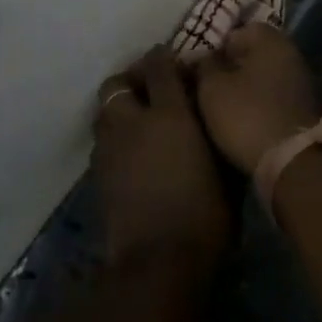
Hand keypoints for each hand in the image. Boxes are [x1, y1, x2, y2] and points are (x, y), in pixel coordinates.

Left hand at [92, 47, 231, 271]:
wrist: (157, 262)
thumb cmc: (205, 215)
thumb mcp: (225, 169)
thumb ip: (214, 132)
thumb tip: (211, 113)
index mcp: (169, 114)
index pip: (159, 67)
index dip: (165, 59)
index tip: (176, 63)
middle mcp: (132, 122)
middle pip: (118, 83)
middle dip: (132, 81)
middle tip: (151, 91)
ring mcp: (109, 148)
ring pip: (104, 111)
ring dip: (119, 109)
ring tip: (139, 123)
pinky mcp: (97, 175)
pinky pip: (102, 142)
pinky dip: (114, 139)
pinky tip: (132, 156)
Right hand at [190, 23, 321, 175]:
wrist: (293, 163)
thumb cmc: (247, 116)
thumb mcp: (212, 88)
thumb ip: (204, 66)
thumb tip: (204, 58)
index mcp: (270, 39)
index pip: (236, 31)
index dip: (214, 49)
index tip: (199, 71)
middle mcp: (291, 52)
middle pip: (251, 54)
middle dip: (229, 69)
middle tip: (206, 90)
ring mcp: (302, 81)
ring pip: (263, 76)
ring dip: (244, 89)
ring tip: (222, 109)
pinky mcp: (305, 108)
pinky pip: (274, 97)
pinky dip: (259, 105)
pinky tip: (243, 121)